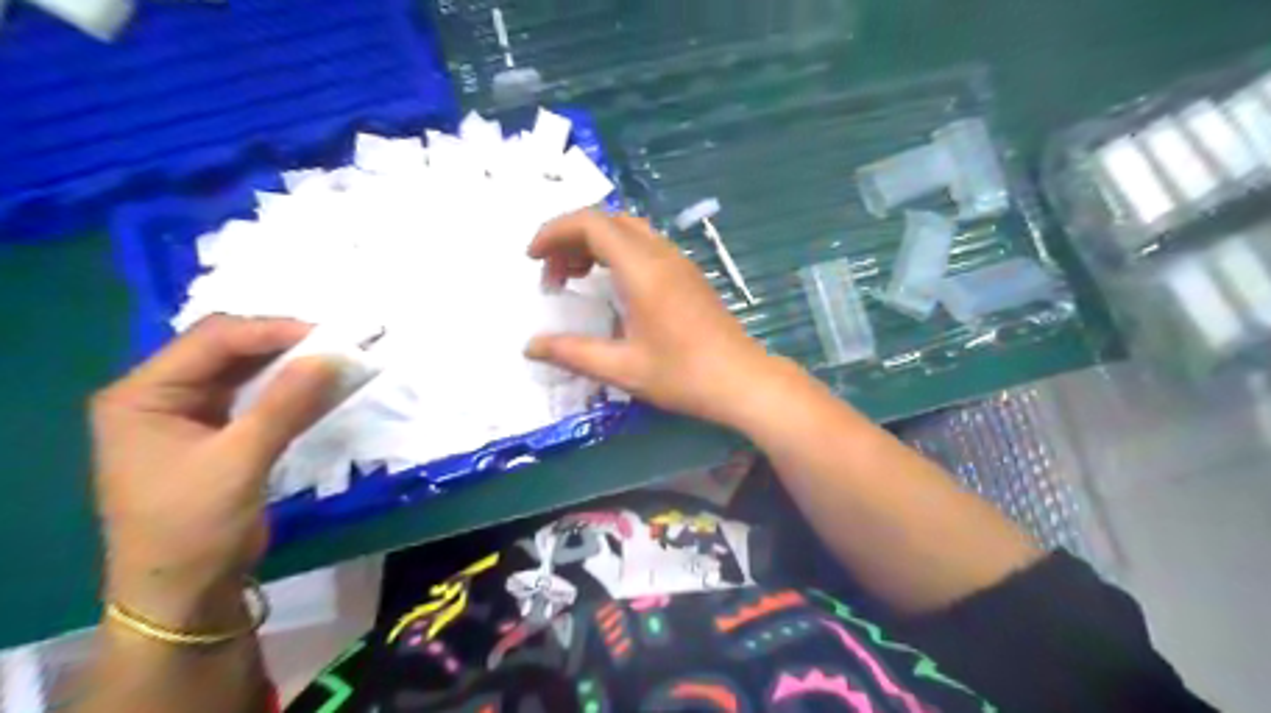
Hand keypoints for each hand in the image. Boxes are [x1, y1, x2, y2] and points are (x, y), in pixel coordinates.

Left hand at [89, 317, 337, 624]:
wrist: (184, 590)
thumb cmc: (194, 526)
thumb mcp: (240, 461)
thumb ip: (286, 404)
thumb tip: (334, 356)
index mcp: (142, 395)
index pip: (212, 341)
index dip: (272, 331)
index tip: (329, 336)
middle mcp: (160, 395)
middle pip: (227, 349)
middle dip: (282, 343)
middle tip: (336, 345)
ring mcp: (187, 414)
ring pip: (244, 370)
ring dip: (289, 364)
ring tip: (334, 359)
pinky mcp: (215, 432)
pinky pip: (255, 396)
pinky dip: (288, 389)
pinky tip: (318, 386)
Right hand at [523, 208, 780, 425]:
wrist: (743, 381)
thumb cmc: (683, 375)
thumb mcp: (622, 368)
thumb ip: (573, 353)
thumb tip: (530, 346)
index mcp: (642, 270)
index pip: (591, 223)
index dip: (554, 231)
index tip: (532, 258)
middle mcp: (661, 255)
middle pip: (608, 220)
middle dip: (571, 238)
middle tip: (553, 276)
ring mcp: (678, 262)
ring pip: (628, 230)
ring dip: (594, 244)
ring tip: (575, 278)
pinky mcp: (688, 275)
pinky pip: (644, 245)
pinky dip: (616, 254)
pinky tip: (611, 287)